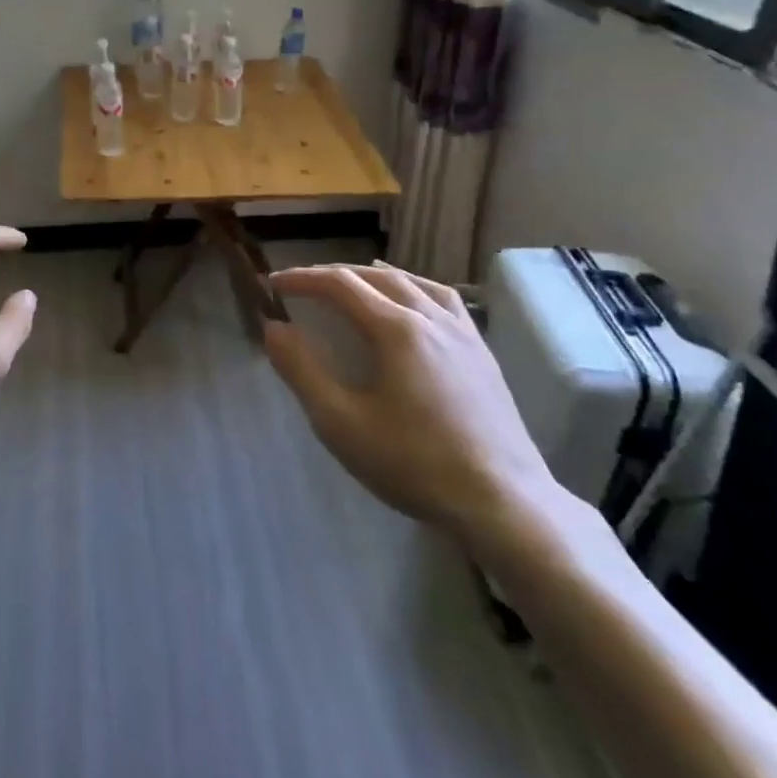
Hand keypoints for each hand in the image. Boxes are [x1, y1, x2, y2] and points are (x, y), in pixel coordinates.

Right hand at [264, 260, 559, 545]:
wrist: (502, 502)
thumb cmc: (414, 464)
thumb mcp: (341, 423)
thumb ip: (302, 371)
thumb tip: (274, 327)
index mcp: (396, 329)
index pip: (340, 285)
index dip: (303, 278)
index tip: (273, 284)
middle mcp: (431, 318)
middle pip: (376, 277)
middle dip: (333, 275)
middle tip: (302, 284)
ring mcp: (463, 333)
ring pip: (414, 283)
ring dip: (374, 276)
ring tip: (353, 281)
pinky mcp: (482, 353)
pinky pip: (443, 300)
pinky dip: (414, 288)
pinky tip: (413, 304)